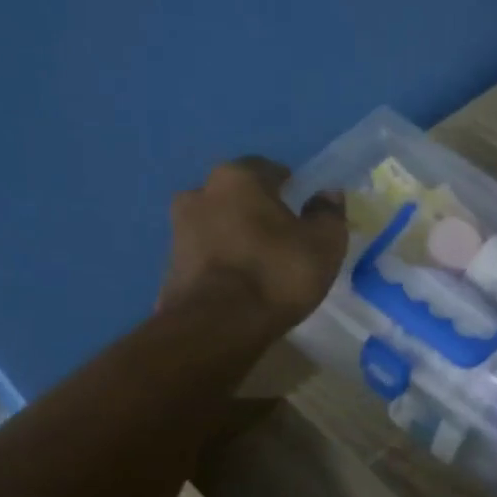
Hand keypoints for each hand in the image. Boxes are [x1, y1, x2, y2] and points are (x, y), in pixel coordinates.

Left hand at [158, 158, 346, 333]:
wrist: (216, 327)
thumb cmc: (276, 273)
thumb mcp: (323, 244)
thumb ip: (328, 214)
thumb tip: (327, 195)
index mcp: (237, 177)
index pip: (268, 169)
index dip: (290, 188)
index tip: (303, 213)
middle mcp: (200, 193)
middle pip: (237, 196)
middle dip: (257, 212)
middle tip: (282, 239)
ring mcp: (178, 230)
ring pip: (217, 225)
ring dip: (235, 237)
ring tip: (260, 267)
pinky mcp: (168, 267)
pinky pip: (205, 256)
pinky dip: (221, 264)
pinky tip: (238, 286)